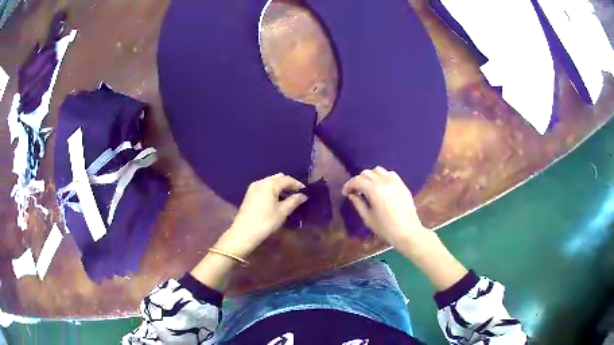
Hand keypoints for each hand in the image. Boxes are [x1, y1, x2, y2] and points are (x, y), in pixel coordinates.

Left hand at [214, 173, 307, 257]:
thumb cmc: (266, 222)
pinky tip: (276, 199)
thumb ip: (293, 201)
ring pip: (269, 181)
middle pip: (277, 178)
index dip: (297, 184)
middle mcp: (261, 182)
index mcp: (270, 185)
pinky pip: (264, 187)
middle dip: (287, 183)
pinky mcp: (249, 194)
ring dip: (279, 186)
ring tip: (288, 196)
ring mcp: (253, 188)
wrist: (244, 232)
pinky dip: (271, 190)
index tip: (305, 191)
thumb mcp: (282, 212)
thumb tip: (303, 196)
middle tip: (296, 192)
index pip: (286, 179)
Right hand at [342, 166, 430, 248]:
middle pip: (367, 173)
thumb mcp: (368, 218)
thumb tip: (352, 195)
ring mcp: (395, 181)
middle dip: (358, 180)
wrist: (408, 232)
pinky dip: (382, 176)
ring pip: (378, 170)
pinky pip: (390, 174)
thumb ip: (358, 204)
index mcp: (374, 190)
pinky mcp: (402, 184)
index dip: (349, 185)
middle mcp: (384, 181)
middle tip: (355, 191)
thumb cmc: (386, 228)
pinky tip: (381, 186)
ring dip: (370, 176)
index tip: (345, 193)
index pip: (357, 180)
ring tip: (368, 187)